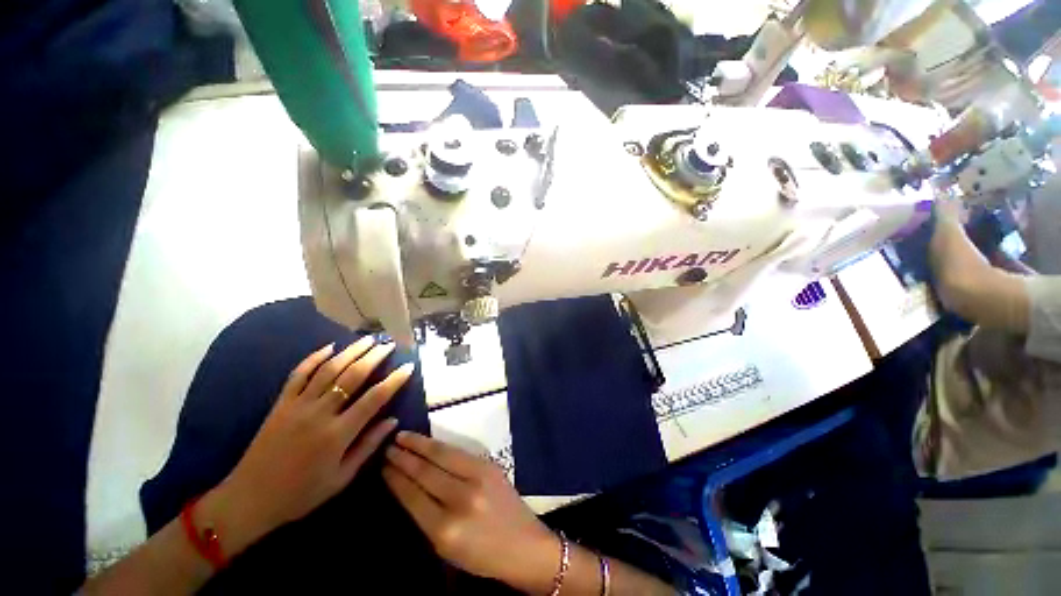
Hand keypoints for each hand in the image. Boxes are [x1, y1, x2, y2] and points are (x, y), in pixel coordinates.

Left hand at [202, 337, 412, 555]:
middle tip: (389, 344)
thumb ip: (368, 446)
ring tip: (368, 339)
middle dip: (374, 357)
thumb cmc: (301, 494)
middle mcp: (319, 414)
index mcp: (338, 434)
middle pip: (352, 376)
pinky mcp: (280, 404)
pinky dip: (314, 358)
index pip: (374, 399)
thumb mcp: (341, 478)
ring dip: (350, 351)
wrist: (249, 499)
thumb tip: (394, 421)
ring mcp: (297, 406)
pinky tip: (330, 347)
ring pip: (328, 370)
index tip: (408, 366)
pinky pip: (298, 375)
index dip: (394, 380)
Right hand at [383, 432, 560, 592]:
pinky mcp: (490, 465)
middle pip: (425, 472)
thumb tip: (407, 487)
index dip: (396, 479)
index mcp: (446, 529)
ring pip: (442, 456)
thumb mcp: (446, 549)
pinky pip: (459, 453)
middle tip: (388, 447)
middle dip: (404, 458)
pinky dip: (440, 446)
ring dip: (419, 444)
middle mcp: (461, 499)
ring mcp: (478, 478)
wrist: (524, 544)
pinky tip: (428, 442)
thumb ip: (426, 518)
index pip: (413, 497)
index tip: (383, 466)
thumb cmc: (482, 556)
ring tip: (402, 436)